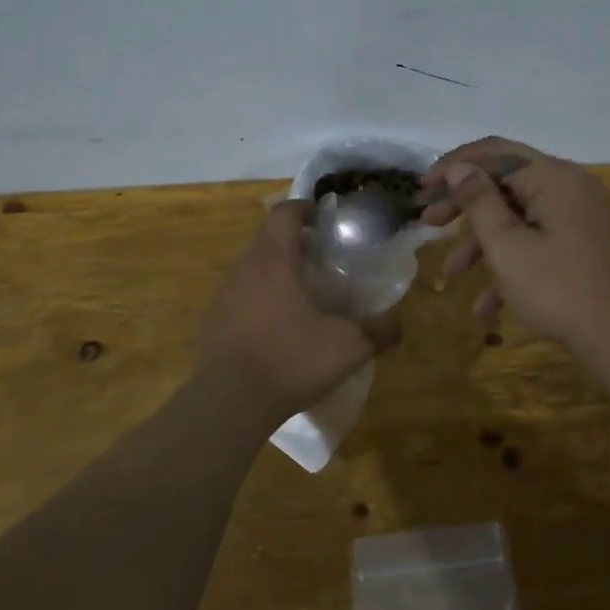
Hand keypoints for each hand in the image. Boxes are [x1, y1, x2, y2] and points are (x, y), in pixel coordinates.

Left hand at [196, 200, 400, 416]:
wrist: (229, 401)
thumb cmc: (290, 359)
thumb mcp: (347, 348)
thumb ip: (378, 332)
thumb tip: (397, 325)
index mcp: (275, 259)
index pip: (285, 213)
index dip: (305, 208)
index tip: (323, 219)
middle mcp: (245, 267)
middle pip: (266, 236)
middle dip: (292, 238)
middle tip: (319, 255)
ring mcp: (224, 293)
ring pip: (251, 265)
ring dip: (274, 267)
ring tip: (301, 289)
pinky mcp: (213, 319)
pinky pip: (239, 293)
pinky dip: (259, 295)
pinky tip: (276, 323)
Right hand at [420, 137, 609, 344]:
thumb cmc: (556, 288)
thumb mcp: (506, 245)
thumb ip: (478, 201)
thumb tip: (459, 168)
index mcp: (553, 177)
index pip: (495, 152)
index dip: (455, 165)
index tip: (423, 187)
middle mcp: (567, 187)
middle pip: (505, 184)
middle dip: (463, 207)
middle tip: (428, 222)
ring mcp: (576, 216)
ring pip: (517, 218)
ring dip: (481, 244)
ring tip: (450, 274)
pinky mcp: (578, 243)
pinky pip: (536, 241)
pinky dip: (510, 264)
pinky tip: (485, 306)